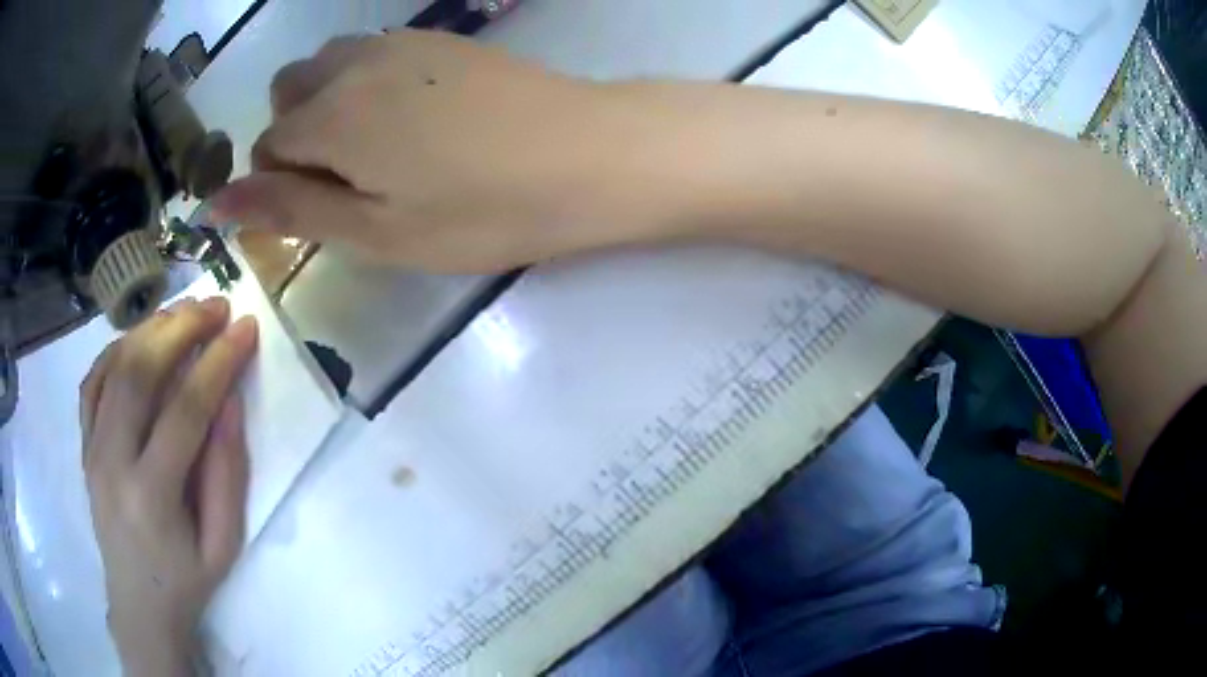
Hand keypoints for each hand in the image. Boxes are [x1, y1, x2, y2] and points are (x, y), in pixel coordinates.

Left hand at [81, 298, 257, 675]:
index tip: (246, 328)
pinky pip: (94, 380)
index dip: (218, 363)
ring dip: (151, 329)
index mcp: (152, 497)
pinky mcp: (84, 443)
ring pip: (114, 366)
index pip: (184, 411)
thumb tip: (229, 398)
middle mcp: (112, 463)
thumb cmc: (187, 580)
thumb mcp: (224, 542)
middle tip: (216, 306)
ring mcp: (91, 449)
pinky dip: (119, 348)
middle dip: (181, 328)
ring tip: (185, 312)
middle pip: (139, 372)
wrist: (139, 603)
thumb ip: (227, 471)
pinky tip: (142, 340)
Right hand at [210, 30, 669, 272]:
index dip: (280, 182)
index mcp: (330, 115)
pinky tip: (414, 118)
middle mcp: (356, 64)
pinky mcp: (442, 40)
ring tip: (378, 149)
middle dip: (295, 133)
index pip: (267, 144)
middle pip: (289, 91)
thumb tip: (216, 202)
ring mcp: (403, 43)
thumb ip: (290, 208)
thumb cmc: (480, 210)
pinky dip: (367, 84)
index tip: (322, 210)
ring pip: (330, 65)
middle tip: (346, 178)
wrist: (585, 153)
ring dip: (327, 104)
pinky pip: (375, 54)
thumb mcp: (375, 231)